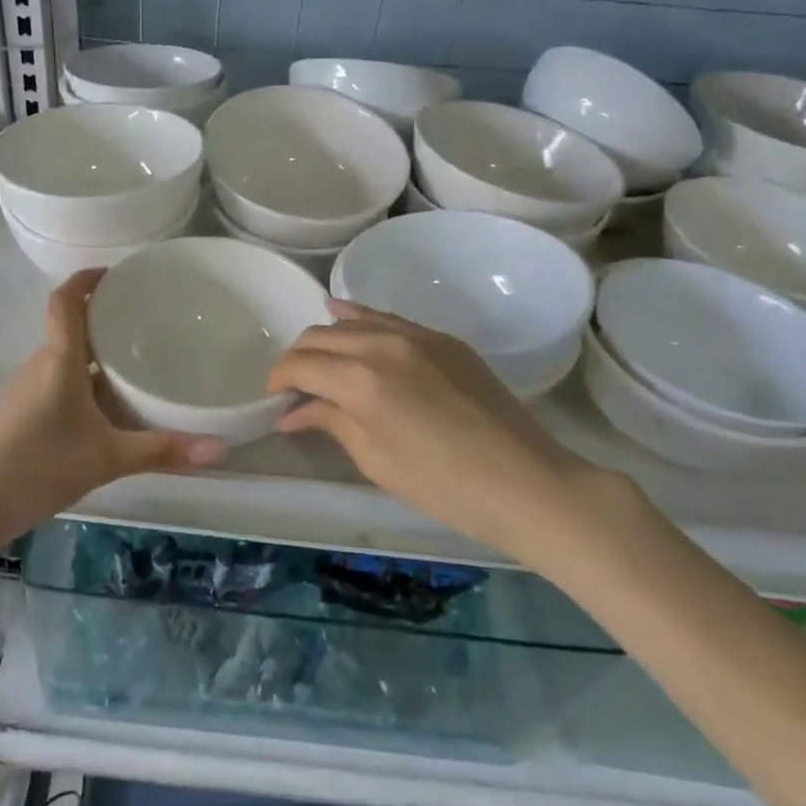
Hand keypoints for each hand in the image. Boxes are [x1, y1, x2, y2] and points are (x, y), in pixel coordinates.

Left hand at [0, 270, 227, 538]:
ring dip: (93, 354)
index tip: (115, 274)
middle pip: (70, 327)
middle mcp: (39, 365)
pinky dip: (81, 380)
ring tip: (132, 362)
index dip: (87, 280)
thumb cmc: (38, 466)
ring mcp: (25, 389)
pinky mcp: (19, 413)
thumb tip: (220, 448)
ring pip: (64, 358)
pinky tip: (103, 408)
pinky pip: (56, 381)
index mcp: (59, 360)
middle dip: (103, 320)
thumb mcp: (107, 459)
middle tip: (144, 324)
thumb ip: (162, 451)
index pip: (66, 300)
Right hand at [267, 301, 599, 562]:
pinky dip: (360, 320)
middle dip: (299, 359)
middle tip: (296, 388)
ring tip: (323, 363)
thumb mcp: (376, 460)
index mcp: (360, 380)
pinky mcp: (441, 338)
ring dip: (327, 339)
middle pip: (320, 336)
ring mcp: (415, 334)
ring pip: (351, 321)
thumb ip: (331, 422)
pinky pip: (387, 318)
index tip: (276, 400)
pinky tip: (348, 320)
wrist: (528, 482)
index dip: (280, 380)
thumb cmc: (445, 486)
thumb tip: (293, 411)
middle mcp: (381, 344)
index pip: (301, 364)